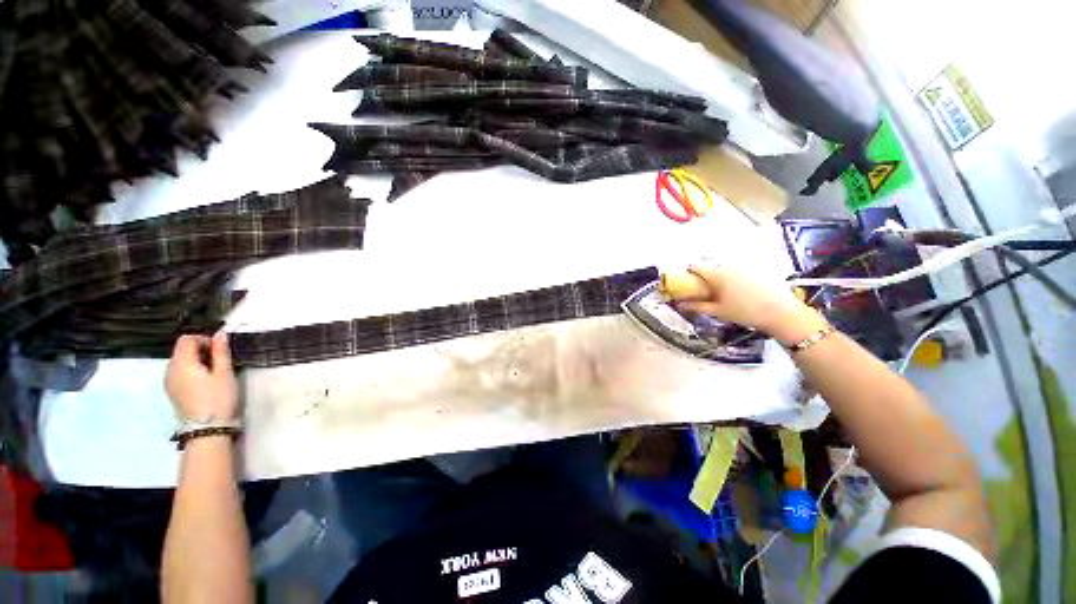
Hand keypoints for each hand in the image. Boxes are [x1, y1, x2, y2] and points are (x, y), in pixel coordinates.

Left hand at [165, 333, 238, 419]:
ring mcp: (169, 382)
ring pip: (181, 362)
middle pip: (182, 350)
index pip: (187, 340)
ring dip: (196, 361)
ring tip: (214, 373)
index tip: (220, 350)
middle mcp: (170, 370)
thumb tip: (220, 333)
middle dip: (201, 351)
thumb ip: (221, 352)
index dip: (204, 339)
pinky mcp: (172, 392)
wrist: (207, 429)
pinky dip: (191, 372)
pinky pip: (179, 373)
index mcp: (182, 363)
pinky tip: (204, 383)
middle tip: (220, 362)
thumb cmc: (218, 398)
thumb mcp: (224, 373)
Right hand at [675, 263, 825, 343]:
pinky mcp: (757, 267)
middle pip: (710, 265)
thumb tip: (679, 304)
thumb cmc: (745, 312)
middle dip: (705, 274)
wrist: (781, 313)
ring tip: (724, 290)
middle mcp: (729, 265)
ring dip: (720, 274)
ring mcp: (744, 264)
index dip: (689, 273)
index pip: (696, 266)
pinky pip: (739, 267)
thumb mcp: (717, 311)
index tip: (689, 283)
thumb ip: (696, 306)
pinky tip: (740, 288)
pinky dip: (734, 274)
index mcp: (717, 274)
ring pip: (725, 265)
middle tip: (706, 289)